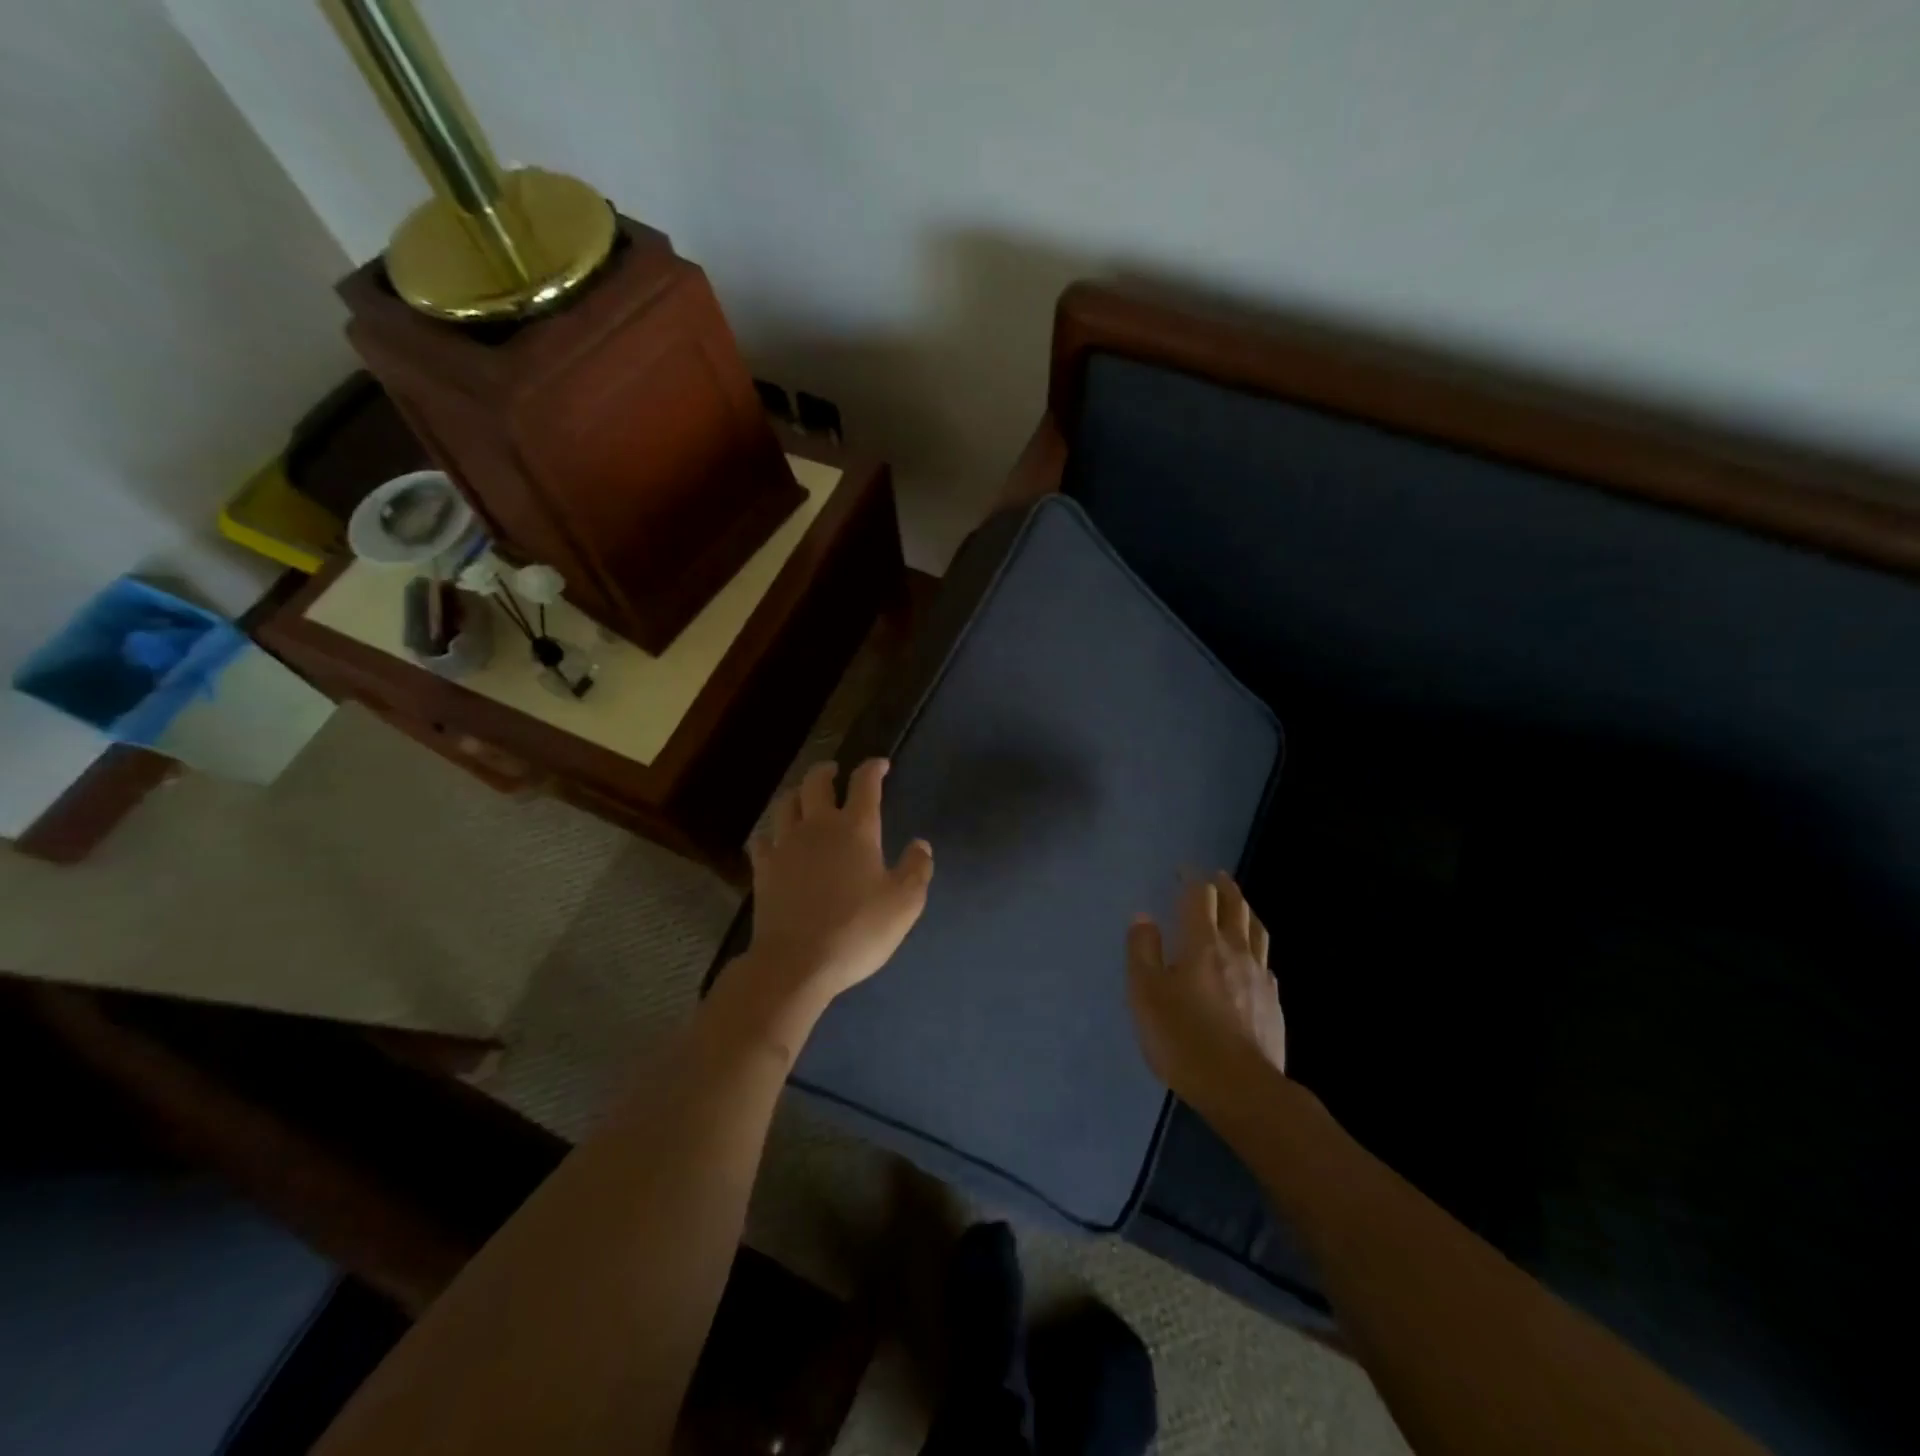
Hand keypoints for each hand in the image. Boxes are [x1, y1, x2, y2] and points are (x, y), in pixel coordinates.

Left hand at [739, 758, 933, 1021]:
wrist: (797, 963)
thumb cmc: (857, 930)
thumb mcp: (904, 903)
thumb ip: (916, 869)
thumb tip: (921, 845)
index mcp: (855, 829)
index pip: (864, 784)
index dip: (873, 769)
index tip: (880, 765)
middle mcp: (817, 826)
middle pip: (816, 782)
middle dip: (826, 771)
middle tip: (834, 772)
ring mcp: (785, 846)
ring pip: (785, 804)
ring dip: (797, 794)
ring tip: (803, 798)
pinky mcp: (763, 870)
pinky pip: (762, 839)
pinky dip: (771, 832)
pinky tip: (775, 840)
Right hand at [1127, 872, 1285, 1113]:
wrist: (1242, 1089)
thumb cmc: (1184, 1038)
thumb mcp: (1146, 994)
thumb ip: (1143, 951)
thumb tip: (1144, 917)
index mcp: (1203, 943)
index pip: (1200, 897)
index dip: (1192, 879)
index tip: (1183, 870)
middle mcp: (1236, 951)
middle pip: (1235, 907)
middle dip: (1224, 887)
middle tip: (1216, 876)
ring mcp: (1260, 977)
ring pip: (1256, 931)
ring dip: (1246, 911)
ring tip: (1239, 905)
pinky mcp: (1273, 1003)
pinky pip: (1265, 961)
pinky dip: (1255, 947)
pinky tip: (1251, 958)